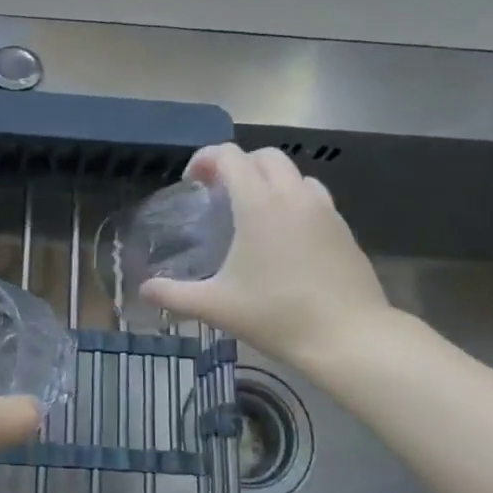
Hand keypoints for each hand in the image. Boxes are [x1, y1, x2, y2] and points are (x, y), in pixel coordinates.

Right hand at [141, 143, 400, 372]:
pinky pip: (315, 198)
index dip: (205, 159)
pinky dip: (294, 201)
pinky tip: (286, 236)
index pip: (230, 156)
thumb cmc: (276, 315)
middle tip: (221, 193)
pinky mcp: (343, 228)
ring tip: (255, 211)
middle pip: (265, 156)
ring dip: (270, 180)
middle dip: (239, 165)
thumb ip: (174, 294)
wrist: (348, 336)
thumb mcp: (216, 307)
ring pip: (295, 174)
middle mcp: (293, 196)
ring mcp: (324, 210)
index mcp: (259, 204)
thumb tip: (144, 290)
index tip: (192, 182)